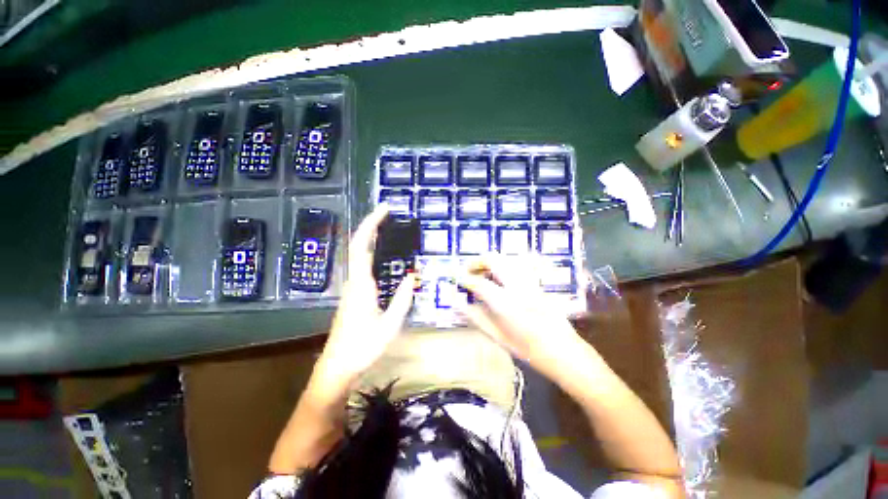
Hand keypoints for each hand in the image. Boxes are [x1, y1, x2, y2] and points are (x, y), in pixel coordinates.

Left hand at [314, 205, 415, 385]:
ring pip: (361, 256)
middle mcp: (354, 281)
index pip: (362, 246)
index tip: (384, 209)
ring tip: (393, 233)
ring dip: (374, 240)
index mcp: (361, 284)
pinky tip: (388, 260)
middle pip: (359, 246)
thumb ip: (402, 299)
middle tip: (391, 216)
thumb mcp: (390, 325)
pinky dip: (375, 255)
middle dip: (373, 226)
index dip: (371, 224)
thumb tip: (413, 276)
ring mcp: (353, 288)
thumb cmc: (363, 347)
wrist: (338, 366)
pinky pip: (365, 267)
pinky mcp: (354, 294)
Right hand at [457, 255, 580, 372]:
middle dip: (477, 261)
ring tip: (482, 274)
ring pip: (506, 259)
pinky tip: (500, 278)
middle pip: (494, 260)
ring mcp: (530, 282)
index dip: (464, 278)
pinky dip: (504, 267)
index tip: (455, 278)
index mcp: (506, 304)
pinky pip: (517, 266)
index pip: (479, 283)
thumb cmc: (530, 351)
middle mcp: (518, 287)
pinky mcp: (537, 283)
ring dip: (491, 262)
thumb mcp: (498, 338)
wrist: (566, 353)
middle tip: (468, 271)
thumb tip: (457, 304)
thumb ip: (476, 318)